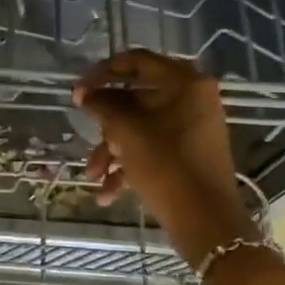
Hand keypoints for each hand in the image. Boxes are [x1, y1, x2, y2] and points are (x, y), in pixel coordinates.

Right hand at [73, 49, 257, 267]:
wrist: (206, 223)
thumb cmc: (166, 167)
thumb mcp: (127, 132)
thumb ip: (102, 105)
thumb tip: (83, 92)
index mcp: (185, 83)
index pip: (136, 61)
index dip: (102, 73)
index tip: (78, 91)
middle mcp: (192, 99)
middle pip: (135, 99)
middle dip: (106, 124)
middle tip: (84, 132)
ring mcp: (192, 127)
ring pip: (140, 128)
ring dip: (112, 150)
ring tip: (93, 175)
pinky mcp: (188, 153)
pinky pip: (152, 148)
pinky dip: (129, 165)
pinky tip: (108, 193)